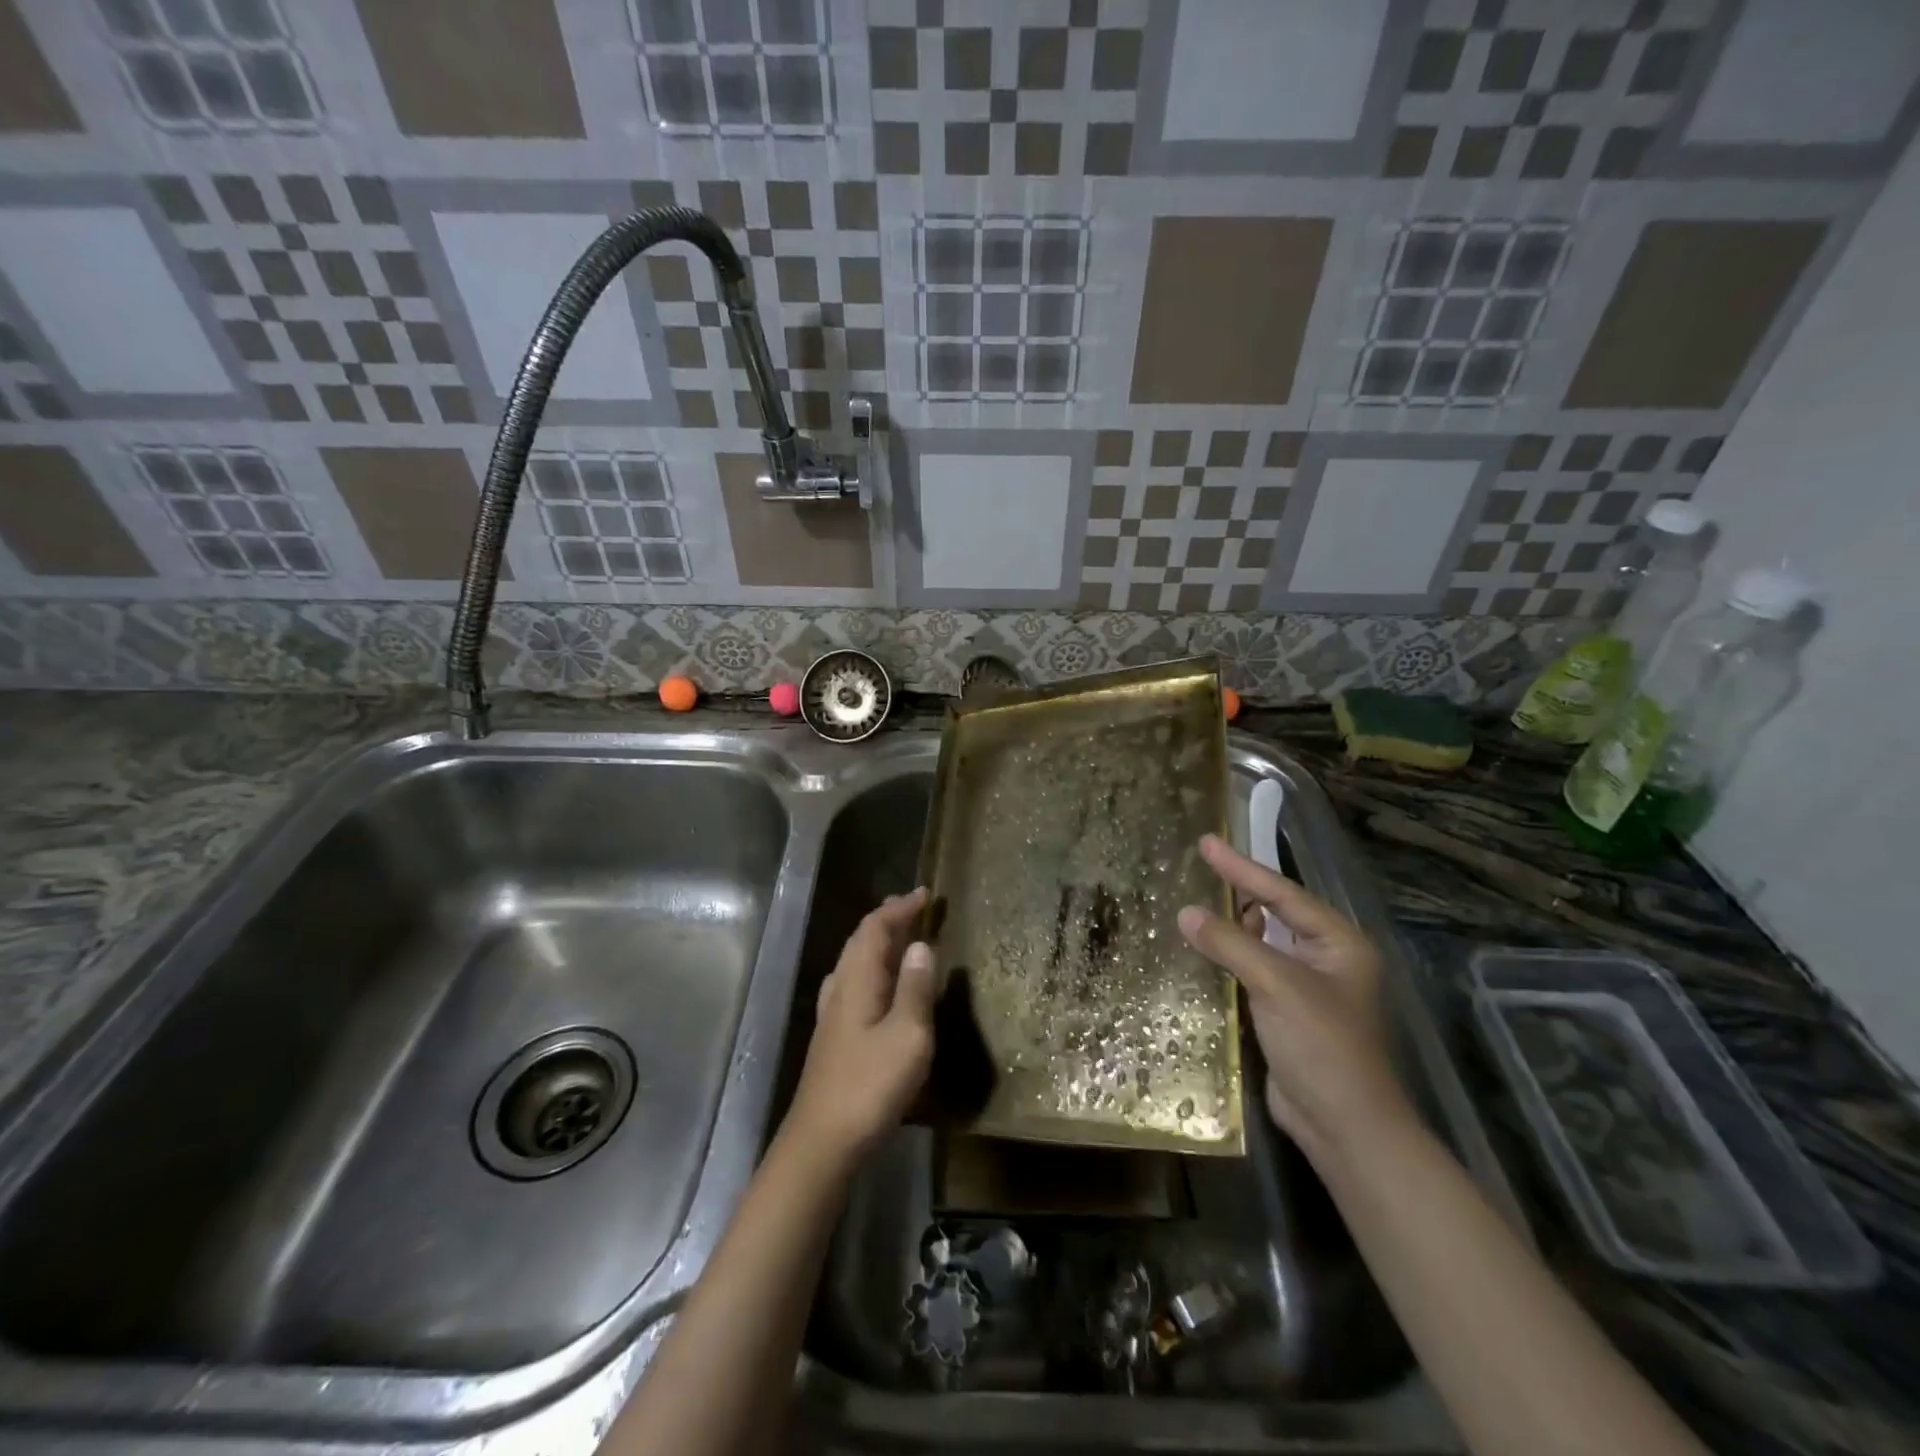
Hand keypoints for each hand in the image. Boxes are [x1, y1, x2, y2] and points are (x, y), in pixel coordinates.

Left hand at [784, 887, 936, 1162]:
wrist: (823, 1141)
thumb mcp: (908, 1035)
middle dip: (887, 921)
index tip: (925, 894)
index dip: (899, 908)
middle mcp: (840, 988)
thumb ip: (914, 988)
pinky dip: (873, 970)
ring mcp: (832, 1014)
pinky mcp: (834, 1037)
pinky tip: (880, 986)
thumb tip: (920, 945)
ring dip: (879, 944)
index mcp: (857, 980)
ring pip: (855, 963)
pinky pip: (855, 984)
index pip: (874, 928)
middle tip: (916, 909)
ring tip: (903, 939)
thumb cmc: (870, 1084)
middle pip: (860, 941)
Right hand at [1178, 835, 1410, 1164]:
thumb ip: (1231, 944)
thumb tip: (1185, 913)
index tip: (1206, 842)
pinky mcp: (1285, 1013)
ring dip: (1229, 926)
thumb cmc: (1322, 1046)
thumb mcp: (1277, 985)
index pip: (1282, 893)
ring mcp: (1306, 987)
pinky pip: (1252, 971)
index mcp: (1338, 943)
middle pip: (1274, 913)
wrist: (1345, 1127)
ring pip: (1261, 943)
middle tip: (1196, 868)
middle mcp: (1325, 958)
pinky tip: (1200, 951)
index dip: (1241, 867)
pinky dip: (1228, 959)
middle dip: (1237, 892)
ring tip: (1192, 904)